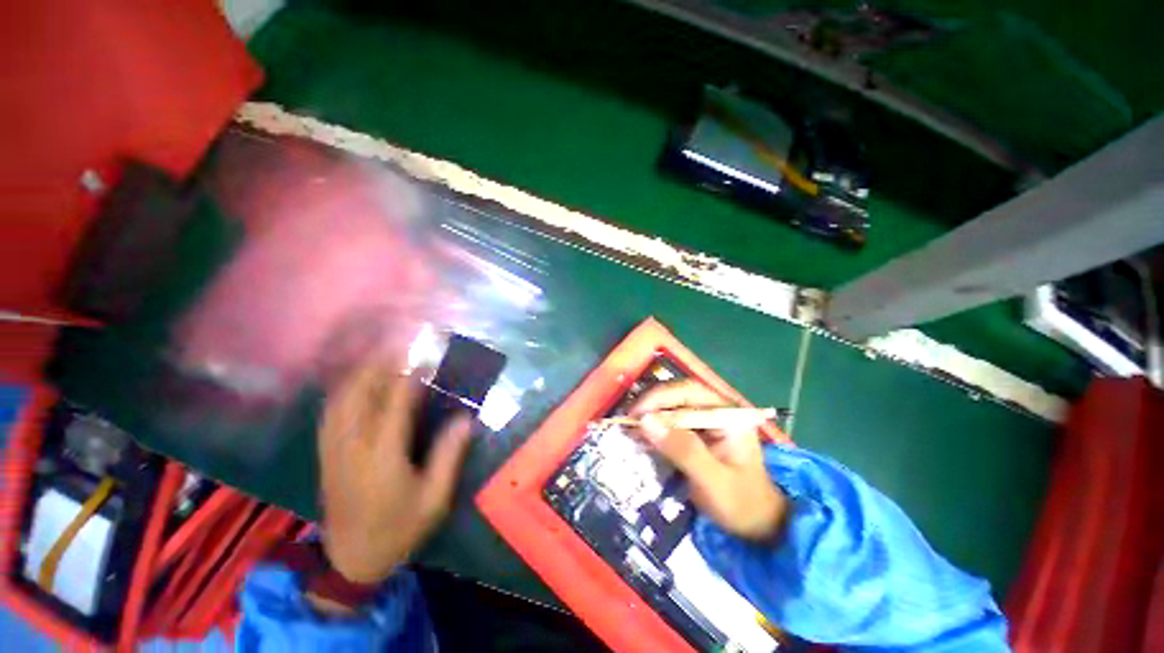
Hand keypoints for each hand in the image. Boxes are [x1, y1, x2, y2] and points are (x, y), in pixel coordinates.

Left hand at [317, 362, 472, 584]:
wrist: (351, 559)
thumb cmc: (399, 530)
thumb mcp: (434, 500)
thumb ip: (449, 457)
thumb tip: (465, 419)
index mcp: (382, 456)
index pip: (396, 402)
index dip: (411, 374)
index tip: (425, 353)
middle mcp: (353, 445)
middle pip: (362, 392)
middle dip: (381, 361)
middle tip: (401, 341)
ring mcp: (334, 448)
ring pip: (342, 397)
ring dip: (362, 369)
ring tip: (381, 351)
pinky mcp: (326, 452)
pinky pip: (332, 410)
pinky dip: (345, 387)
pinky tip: (356, 378)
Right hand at [630, 380, 786, 541]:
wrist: (757, 526)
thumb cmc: (741, 504)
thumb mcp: (713, 481)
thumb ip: (683, 450)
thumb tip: (646, 423)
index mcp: (728, 414)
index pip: (689, 391)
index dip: (660, 397)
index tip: (637, 413)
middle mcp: (716, 411)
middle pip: (678, 395)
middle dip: (652, 404)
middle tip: (628, 420)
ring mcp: (706, 421)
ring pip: (671, 407)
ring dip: (650, 415)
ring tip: (630, 427)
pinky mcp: (696, 433)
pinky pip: (671, 423)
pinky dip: (654, 428)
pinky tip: (641, 436)